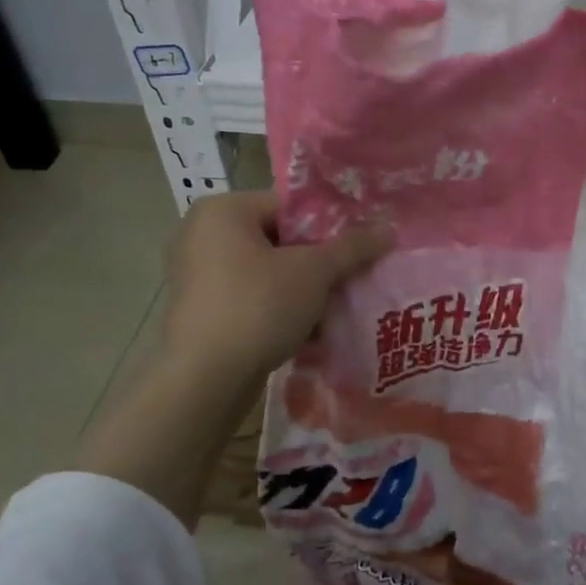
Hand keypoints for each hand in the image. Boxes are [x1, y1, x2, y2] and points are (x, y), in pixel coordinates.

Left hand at [163, 189, 392, 381]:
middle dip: (318, 263)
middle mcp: (202, 234)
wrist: (206, 377)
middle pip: (280, 240)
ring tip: (335, 309)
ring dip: (303, 290)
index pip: (289, 206)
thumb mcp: (314, 272)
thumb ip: (352, 247)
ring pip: (268, 273)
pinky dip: (280, 310)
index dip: (329, 227)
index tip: (357, 250)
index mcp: (223, 211)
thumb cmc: (259, 307)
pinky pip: (251, 299)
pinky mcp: (201, 311)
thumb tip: (388, 228)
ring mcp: (197, 275)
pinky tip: (309, 332)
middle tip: (351, 280)